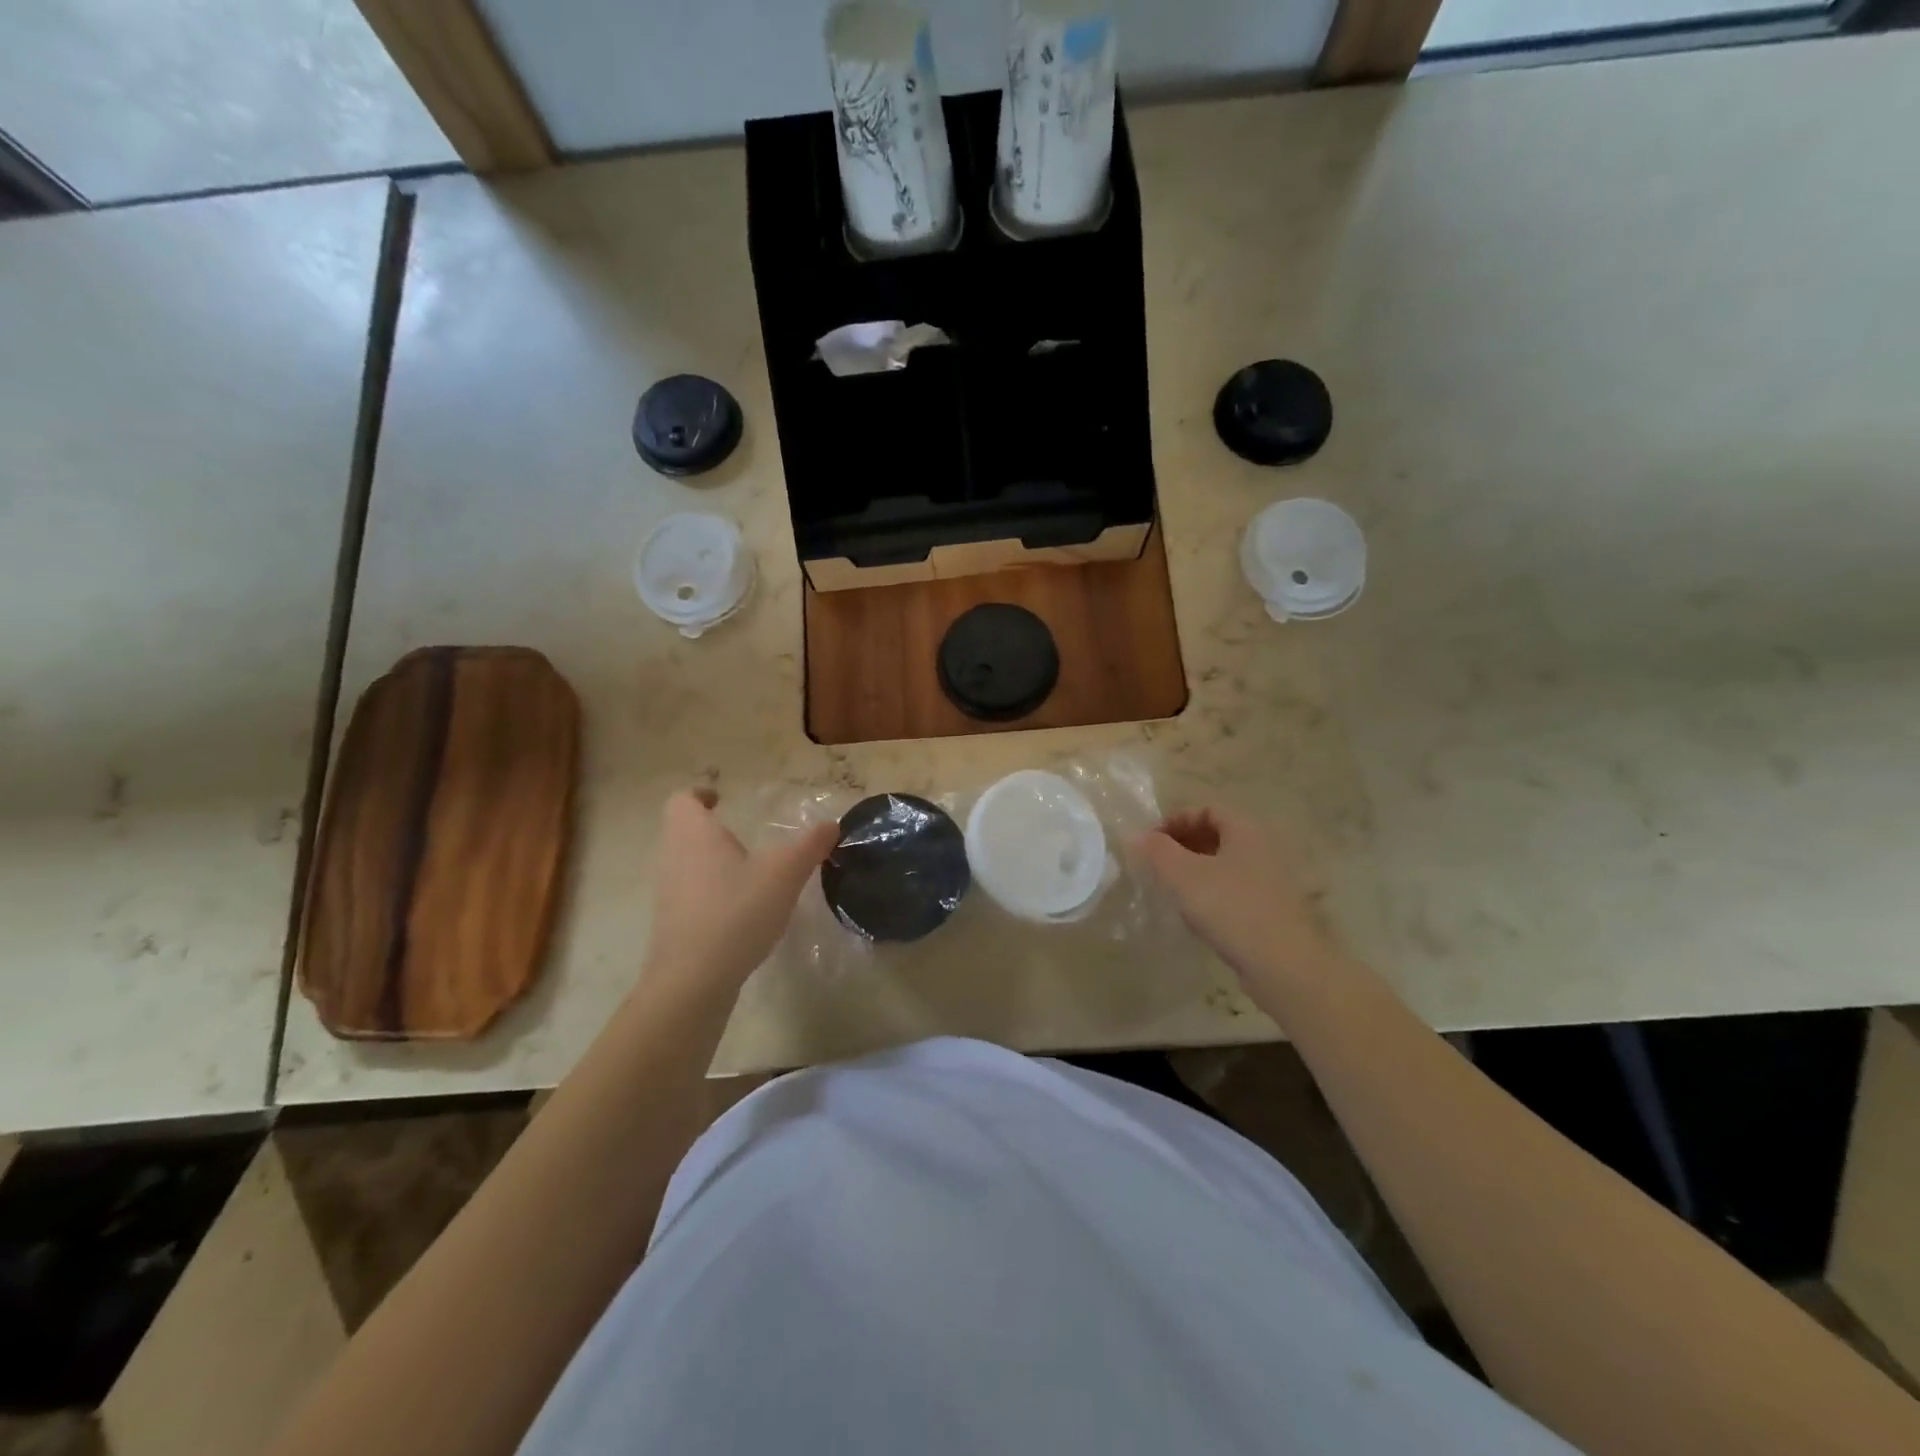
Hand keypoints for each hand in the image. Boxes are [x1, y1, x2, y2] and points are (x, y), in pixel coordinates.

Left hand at [642, 789, 837, 997]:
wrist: (694, 979)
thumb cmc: (737, 910)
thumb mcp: (785, 873)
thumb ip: (810, 845)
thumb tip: (831, 825)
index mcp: (694, 833)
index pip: (683, 799)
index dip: (700, 794)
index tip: (721, 798)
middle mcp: (673, 856)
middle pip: (683, 830)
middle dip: (711, 829)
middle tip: (744, 835)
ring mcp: (669, 892)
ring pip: (687, 863)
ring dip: (712, 861)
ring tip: (749, 872)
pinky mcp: (673, 923)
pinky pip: (691, 893)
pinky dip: (712, 892)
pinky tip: (742, 909)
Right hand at [1132, 807, 1341, 992]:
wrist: (1285, 966)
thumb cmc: (1232, 908)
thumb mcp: (1183, 875)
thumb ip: (1156, 851)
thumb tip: (1134, 835)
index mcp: (1246, 831)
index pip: (1207, 809)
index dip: (1175, 820)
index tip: (1150, 841)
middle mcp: (1263, 850)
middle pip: (1217, 836)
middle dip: (1182, 846)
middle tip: (1155, 865)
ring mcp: (1271, 883)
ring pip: (1225, 867)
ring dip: (1194, 872)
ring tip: (1169, 891)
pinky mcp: (1271, 913)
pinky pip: (1234, 893)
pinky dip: (1211, 896)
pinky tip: (1195, 917)